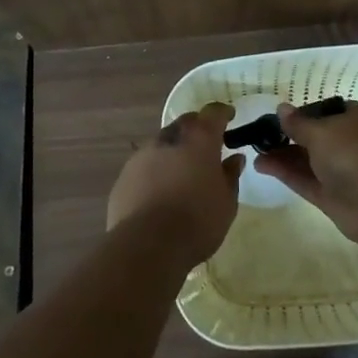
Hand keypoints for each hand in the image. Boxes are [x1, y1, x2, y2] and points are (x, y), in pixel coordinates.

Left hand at [107, 102, 241, 267]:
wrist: (147, 245)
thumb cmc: (197, 221)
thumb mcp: (227, 202)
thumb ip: (230, 175)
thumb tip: (234, 159)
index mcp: (199, 139)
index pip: (213, 112)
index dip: (223, 112)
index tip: (230, 117)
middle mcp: (169, 138)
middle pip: (186, 123)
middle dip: (198, 129)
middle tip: (207, 146)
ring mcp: (142, 155)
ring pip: (163, 142)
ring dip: (175, 150)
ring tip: (182, 172)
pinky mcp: (124, 175)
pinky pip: (145, 164)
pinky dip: (156, 170)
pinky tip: (160, 191)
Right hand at [253, 100, 357, 245]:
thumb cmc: (352, 152)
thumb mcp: (320, 131)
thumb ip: (297, 123)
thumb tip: (281, 108)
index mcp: (351, 119)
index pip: (324, 111)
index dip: (301, 113)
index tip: (278, 117)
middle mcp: (346, 143)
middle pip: (312, 137)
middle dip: (287, 136)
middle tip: (259, 136)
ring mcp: (338, 171)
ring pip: (305, 160)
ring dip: (282, 155)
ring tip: (255, 151)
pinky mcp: (330, 196)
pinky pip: (304, 180)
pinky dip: (284, 173)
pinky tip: (261, 165)